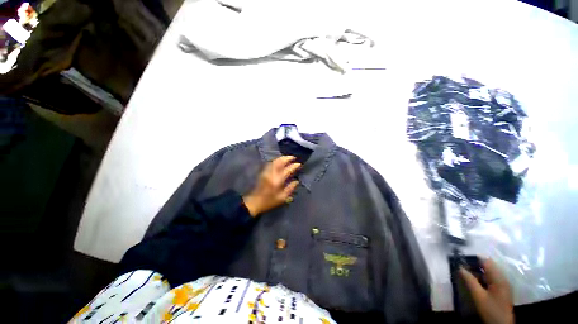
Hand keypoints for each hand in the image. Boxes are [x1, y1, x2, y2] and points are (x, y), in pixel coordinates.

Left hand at [243, 156, 300, 216]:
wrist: (254, 202)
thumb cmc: (269, 201)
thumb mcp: (282, 198)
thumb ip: (290, 188)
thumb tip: (296, 181)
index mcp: (277, 180)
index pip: (287, 170)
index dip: (294, 166)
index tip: (299, 164)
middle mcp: (272, 174)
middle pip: (280, 162)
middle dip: (287, 158)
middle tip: (293, 157)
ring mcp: (266, 172)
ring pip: (274, 161)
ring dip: (281, 158)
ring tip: (287, 158)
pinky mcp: (263, 172)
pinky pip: (270, 163)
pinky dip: (276, 161)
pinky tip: (279, 162)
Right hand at [460, 258, 513, 323]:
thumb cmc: (491, 310)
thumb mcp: (478, 296)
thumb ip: (470, 281)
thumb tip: (460, 267)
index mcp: (499, 278)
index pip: (487, 261)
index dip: (474, 259)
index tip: (462, 260)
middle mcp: (503, 278)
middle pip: (489, 266)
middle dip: (476, 265)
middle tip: (463, 268)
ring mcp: (504, 285)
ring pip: (490, 273)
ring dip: (479, 272)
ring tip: (467, 274)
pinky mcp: (502, 290)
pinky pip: (492, 279)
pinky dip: (483, 277)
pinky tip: (477, 282)